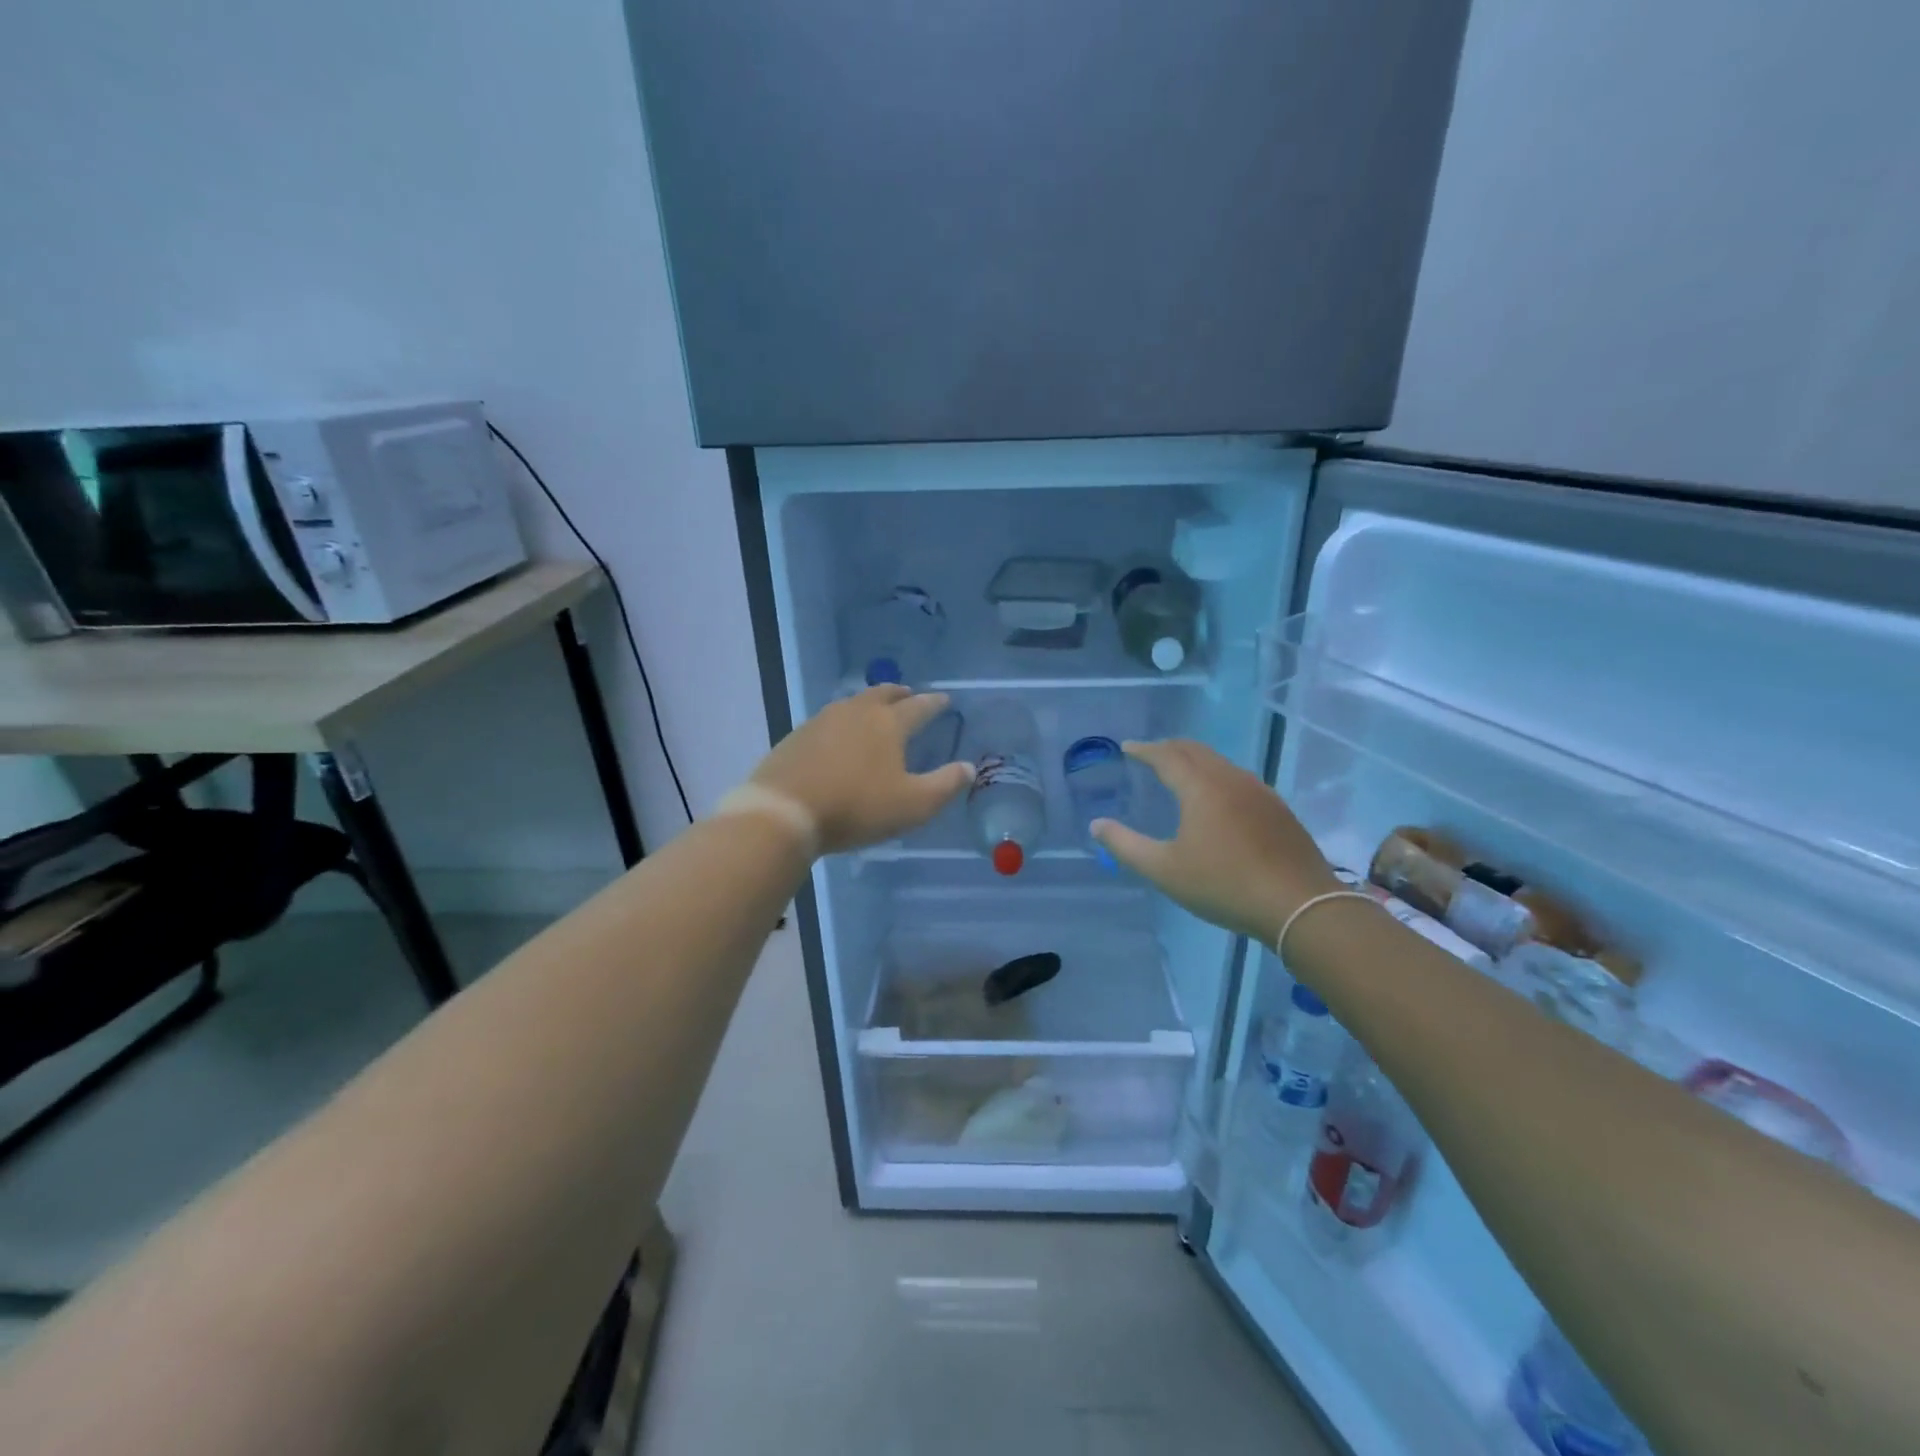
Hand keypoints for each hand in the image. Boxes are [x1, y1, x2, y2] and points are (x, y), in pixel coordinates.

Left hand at [750, 686, 973, 855]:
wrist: (784, 811)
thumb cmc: (856, 807)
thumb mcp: (913, 805)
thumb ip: (945, 785)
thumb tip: (969, 768)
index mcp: (889, 724)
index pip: (919, 707)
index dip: (935, 704)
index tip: (945, 700)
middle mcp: (857, 712)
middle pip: (883, 694)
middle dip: (901, 694)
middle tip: (910, 695)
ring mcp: (823, 720)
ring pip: (854, 703)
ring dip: (871, 703)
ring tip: (877, 711)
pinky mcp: (798, 736)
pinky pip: (830, 719)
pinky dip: (845, 720)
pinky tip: (840, 735)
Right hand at [1091, 739, 1340, 946]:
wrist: (1300, 904)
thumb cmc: (1224, 885)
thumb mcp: (1165, 870)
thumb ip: (1126, 845)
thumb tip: (1097, 825)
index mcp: (1200, 787)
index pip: (1166, 756)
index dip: (1144, 749)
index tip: (1126, 748)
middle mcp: (1230, 779)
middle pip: (1195, 750)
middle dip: (1169, 748)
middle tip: (1149, 754)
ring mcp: (1259, 792)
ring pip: (1220, 763)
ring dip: (1195, 760)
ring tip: (1180, 772)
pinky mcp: (1278, 810)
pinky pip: (1238, 778)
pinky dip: (1216, 776)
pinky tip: (1218, 798)